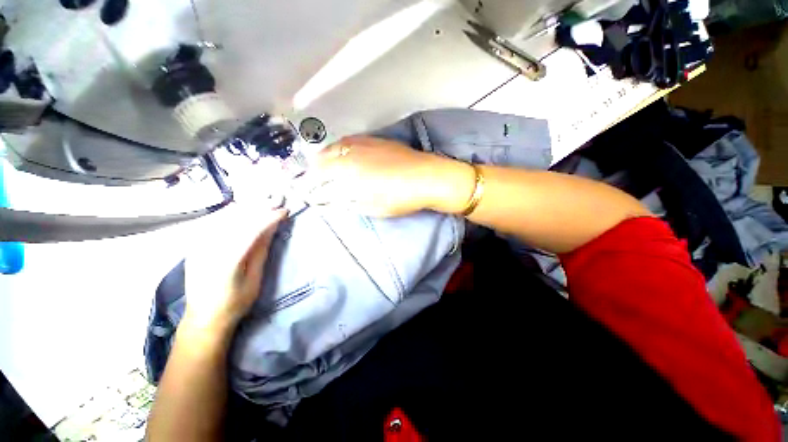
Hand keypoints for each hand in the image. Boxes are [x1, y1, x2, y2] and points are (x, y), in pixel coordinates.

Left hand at [183, 206, 287, 330]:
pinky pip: (213, 222)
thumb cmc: (235, 302)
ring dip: (246, 208)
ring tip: (263, 203)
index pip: (251, 229)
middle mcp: (209, 248)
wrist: (204, 317)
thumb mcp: (254, 278)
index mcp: (227, 260)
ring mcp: (197, 245)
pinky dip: (230, 214)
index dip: (270, 217)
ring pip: (223, 216)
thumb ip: (261, 250)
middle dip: (259, 207)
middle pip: (236, 218)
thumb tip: (271, 228)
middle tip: (276, 201)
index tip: (284, 210)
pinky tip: (242, 211)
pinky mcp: (194, 245)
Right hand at [297, 136, 474, 216]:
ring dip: (325, 155)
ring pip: (336, 146)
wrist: (427, 177)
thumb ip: (348, 202)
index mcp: (349, 171)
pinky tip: (343, 151)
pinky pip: (350, 141)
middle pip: (325, 157)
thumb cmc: (399, 197)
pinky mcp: (376, 140)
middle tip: (310, 176)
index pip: (321, 175)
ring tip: (321, 162)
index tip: (306, 189)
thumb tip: (331, 201)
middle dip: (314, 167)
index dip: (312, 183)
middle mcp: (352, 153)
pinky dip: (341, 147)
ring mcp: (365, 143)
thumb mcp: (371, 206)